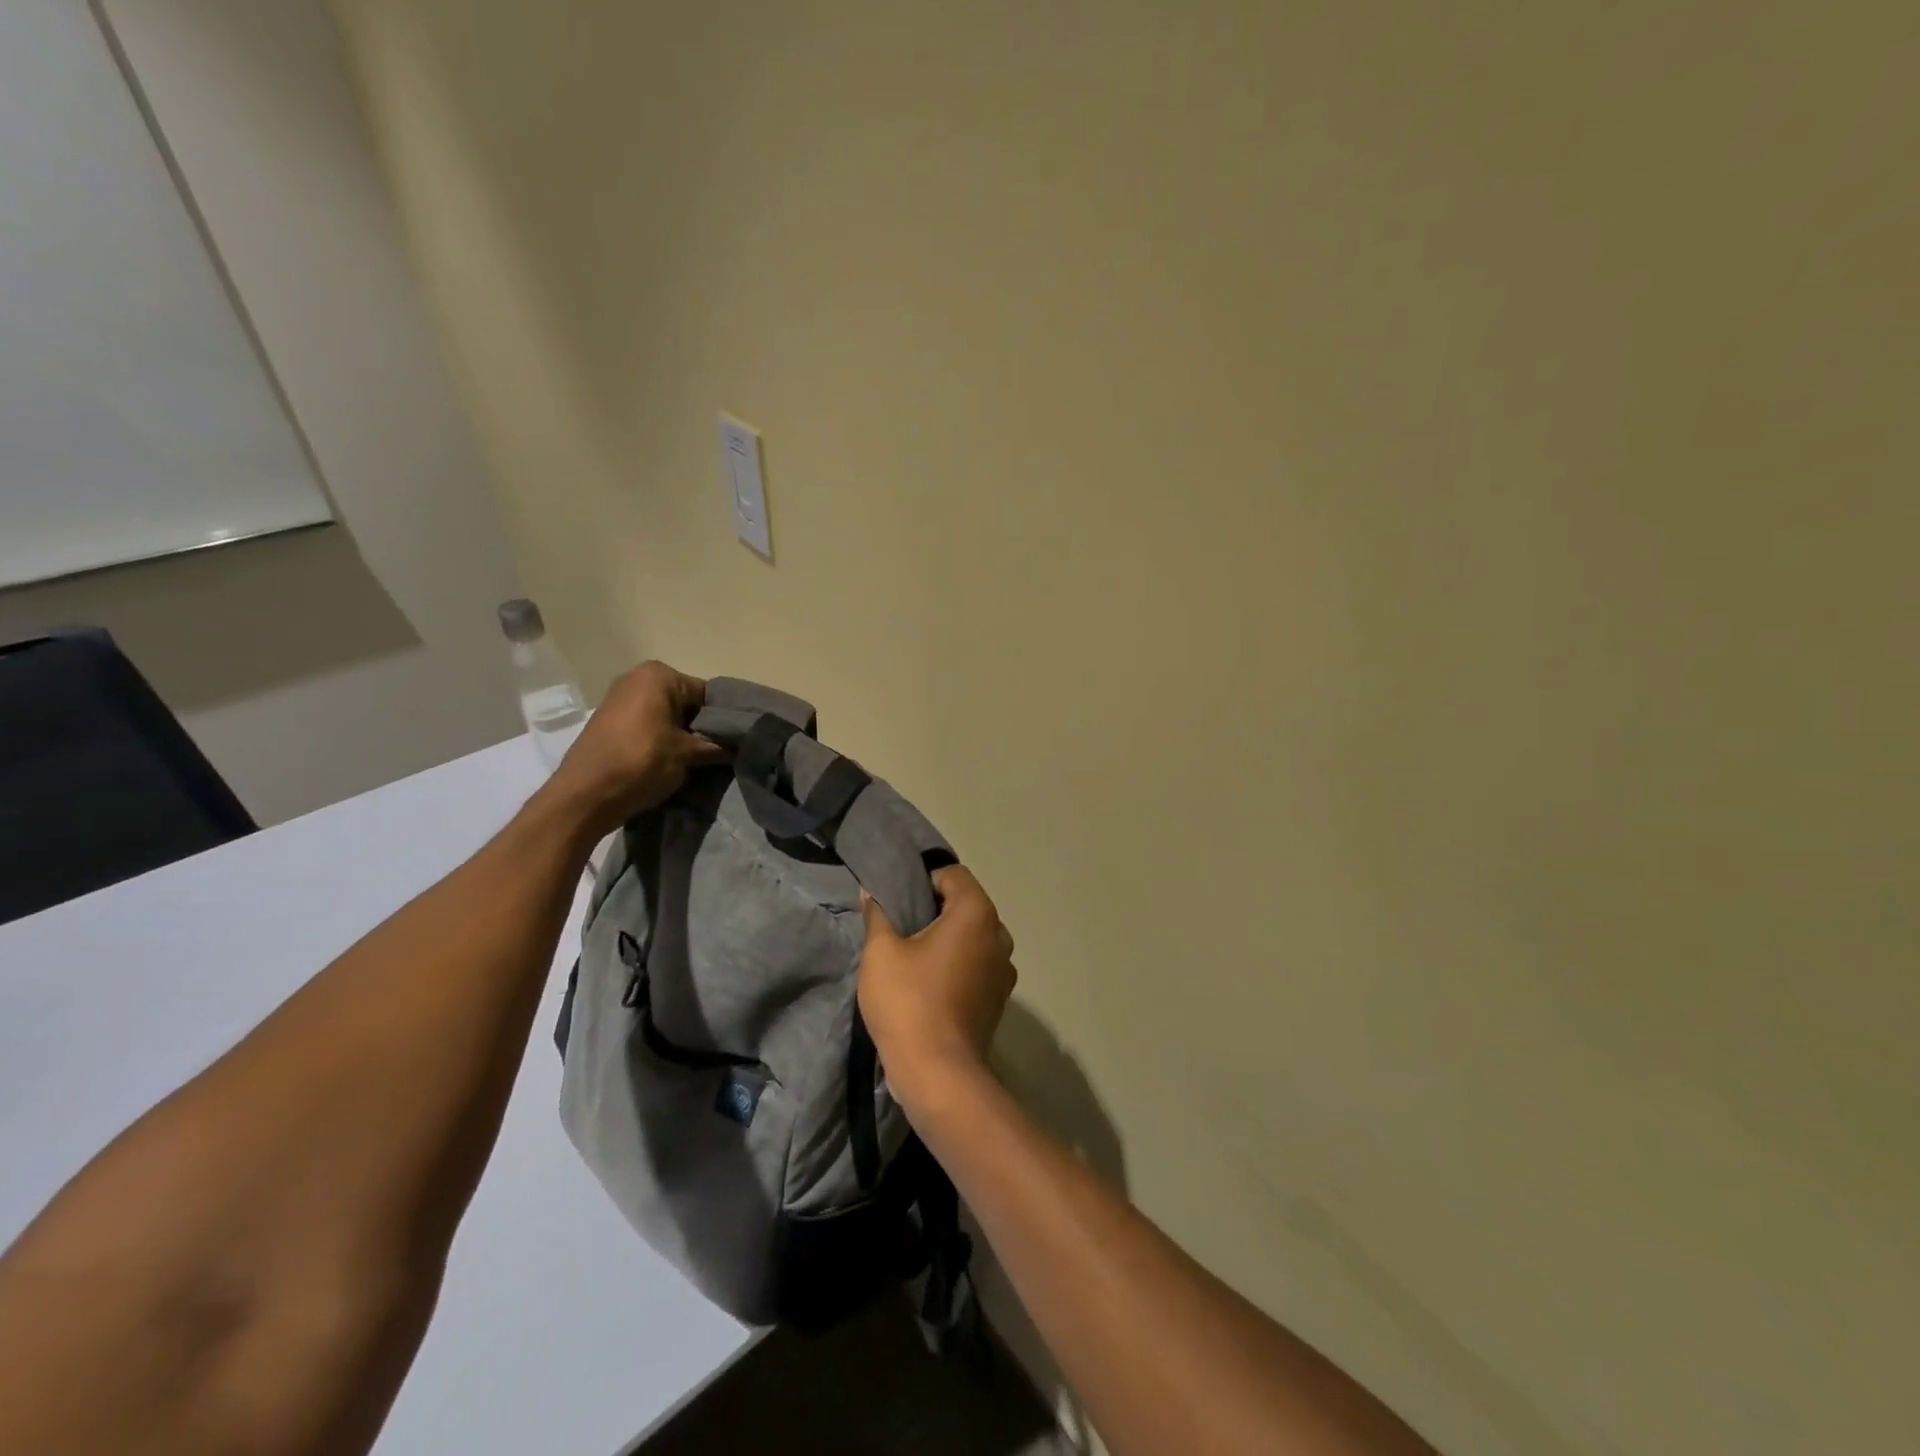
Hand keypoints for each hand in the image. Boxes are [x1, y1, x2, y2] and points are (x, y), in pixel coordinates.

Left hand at [543, 661, 722, 837]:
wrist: (584, 795)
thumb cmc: (641, 762)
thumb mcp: (688, 754)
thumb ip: (717, 746)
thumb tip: (738, 747)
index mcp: (659, 675)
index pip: (707, 694)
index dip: (724, 720)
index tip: (734, 743)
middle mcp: (638, 678)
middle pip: (686, 703)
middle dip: (701, 727)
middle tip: (718, 754)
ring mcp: (619, 699)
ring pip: (667, 716)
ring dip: (682, 737)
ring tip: (697, 761)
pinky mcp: (609, 722)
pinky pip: (648, 726)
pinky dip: (661, 741)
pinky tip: (670, 762)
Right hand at [858, 866, 1016, 1119]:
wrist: (937, 1073)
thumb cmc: (908, 1002)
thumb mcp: (881, 952)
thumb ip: (878, 915)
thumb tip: (872, 893)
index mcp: (976, 913)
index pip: (953, 875)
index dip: (924, 880)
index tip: (898, 901)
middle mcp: (999, 935)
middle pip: (966, 904)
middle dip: (936, 910)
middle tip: (901, 927)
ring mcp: (1004, 969)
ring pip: (974, 936)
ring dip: (948, 939)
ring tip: (914, 956)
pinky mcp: (1000, 998)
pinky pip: (978, 965)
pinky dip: (958, 964)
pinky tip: (931, 983)